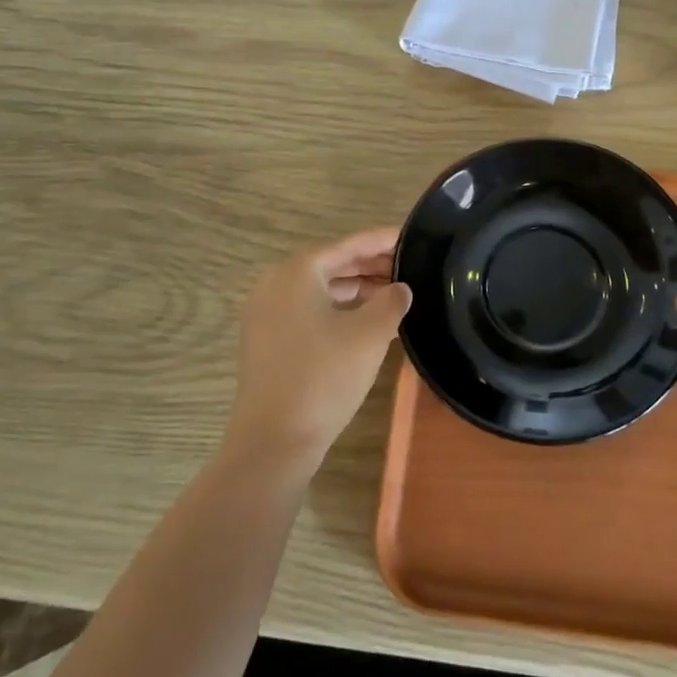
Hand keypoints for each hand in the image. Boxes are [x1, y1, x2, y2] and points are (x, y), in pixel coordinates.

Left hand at [226, 227, 411, 473]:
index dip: (383, 240)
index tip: (411, 236)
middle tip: (409, 267)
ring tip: (394, 294)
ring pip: (320, 289)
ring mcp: (266, 313)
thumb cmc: (324, 377)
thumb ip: (391, 302)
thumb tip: (400, 289)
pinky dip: (337, 309)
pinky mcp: (266, 340)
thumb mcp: (369, 335)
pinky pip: (308, 310)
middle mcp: (276, 283)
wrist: (273, 440)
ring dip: (356, 289)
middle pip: (332, 264)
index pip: (349, 244)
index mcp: (298, 271)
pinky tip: (366, 322)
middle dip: (370, 265)